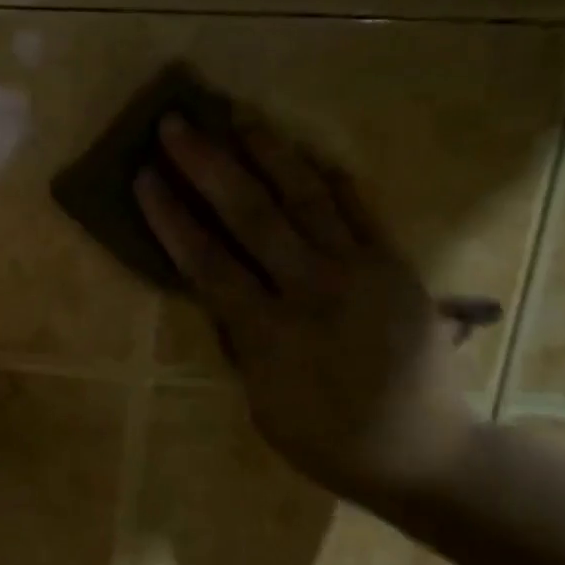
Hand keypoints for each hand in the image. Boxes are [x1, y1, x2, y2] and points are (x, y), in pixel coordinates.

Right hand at [136, 113, 480, 507]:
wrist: (420, 451)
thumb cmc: (324, 440)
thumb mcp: (260, 401)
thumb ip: (241, 339)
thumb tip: (224, 291)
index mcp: (268, 333)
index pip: (207, 262)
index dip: (172, 217)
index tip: (144, 177)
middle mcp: (311, 290)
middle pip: (251, 214)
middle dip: (208, 165)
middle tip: (175, 124)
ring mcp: (359, 271)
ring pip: (306, 197)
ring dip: (267, 151)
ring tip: (236, 113)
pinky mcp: (394, 266)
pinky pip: (358, 210)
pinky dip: (329, 178)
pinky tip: (305, 151)